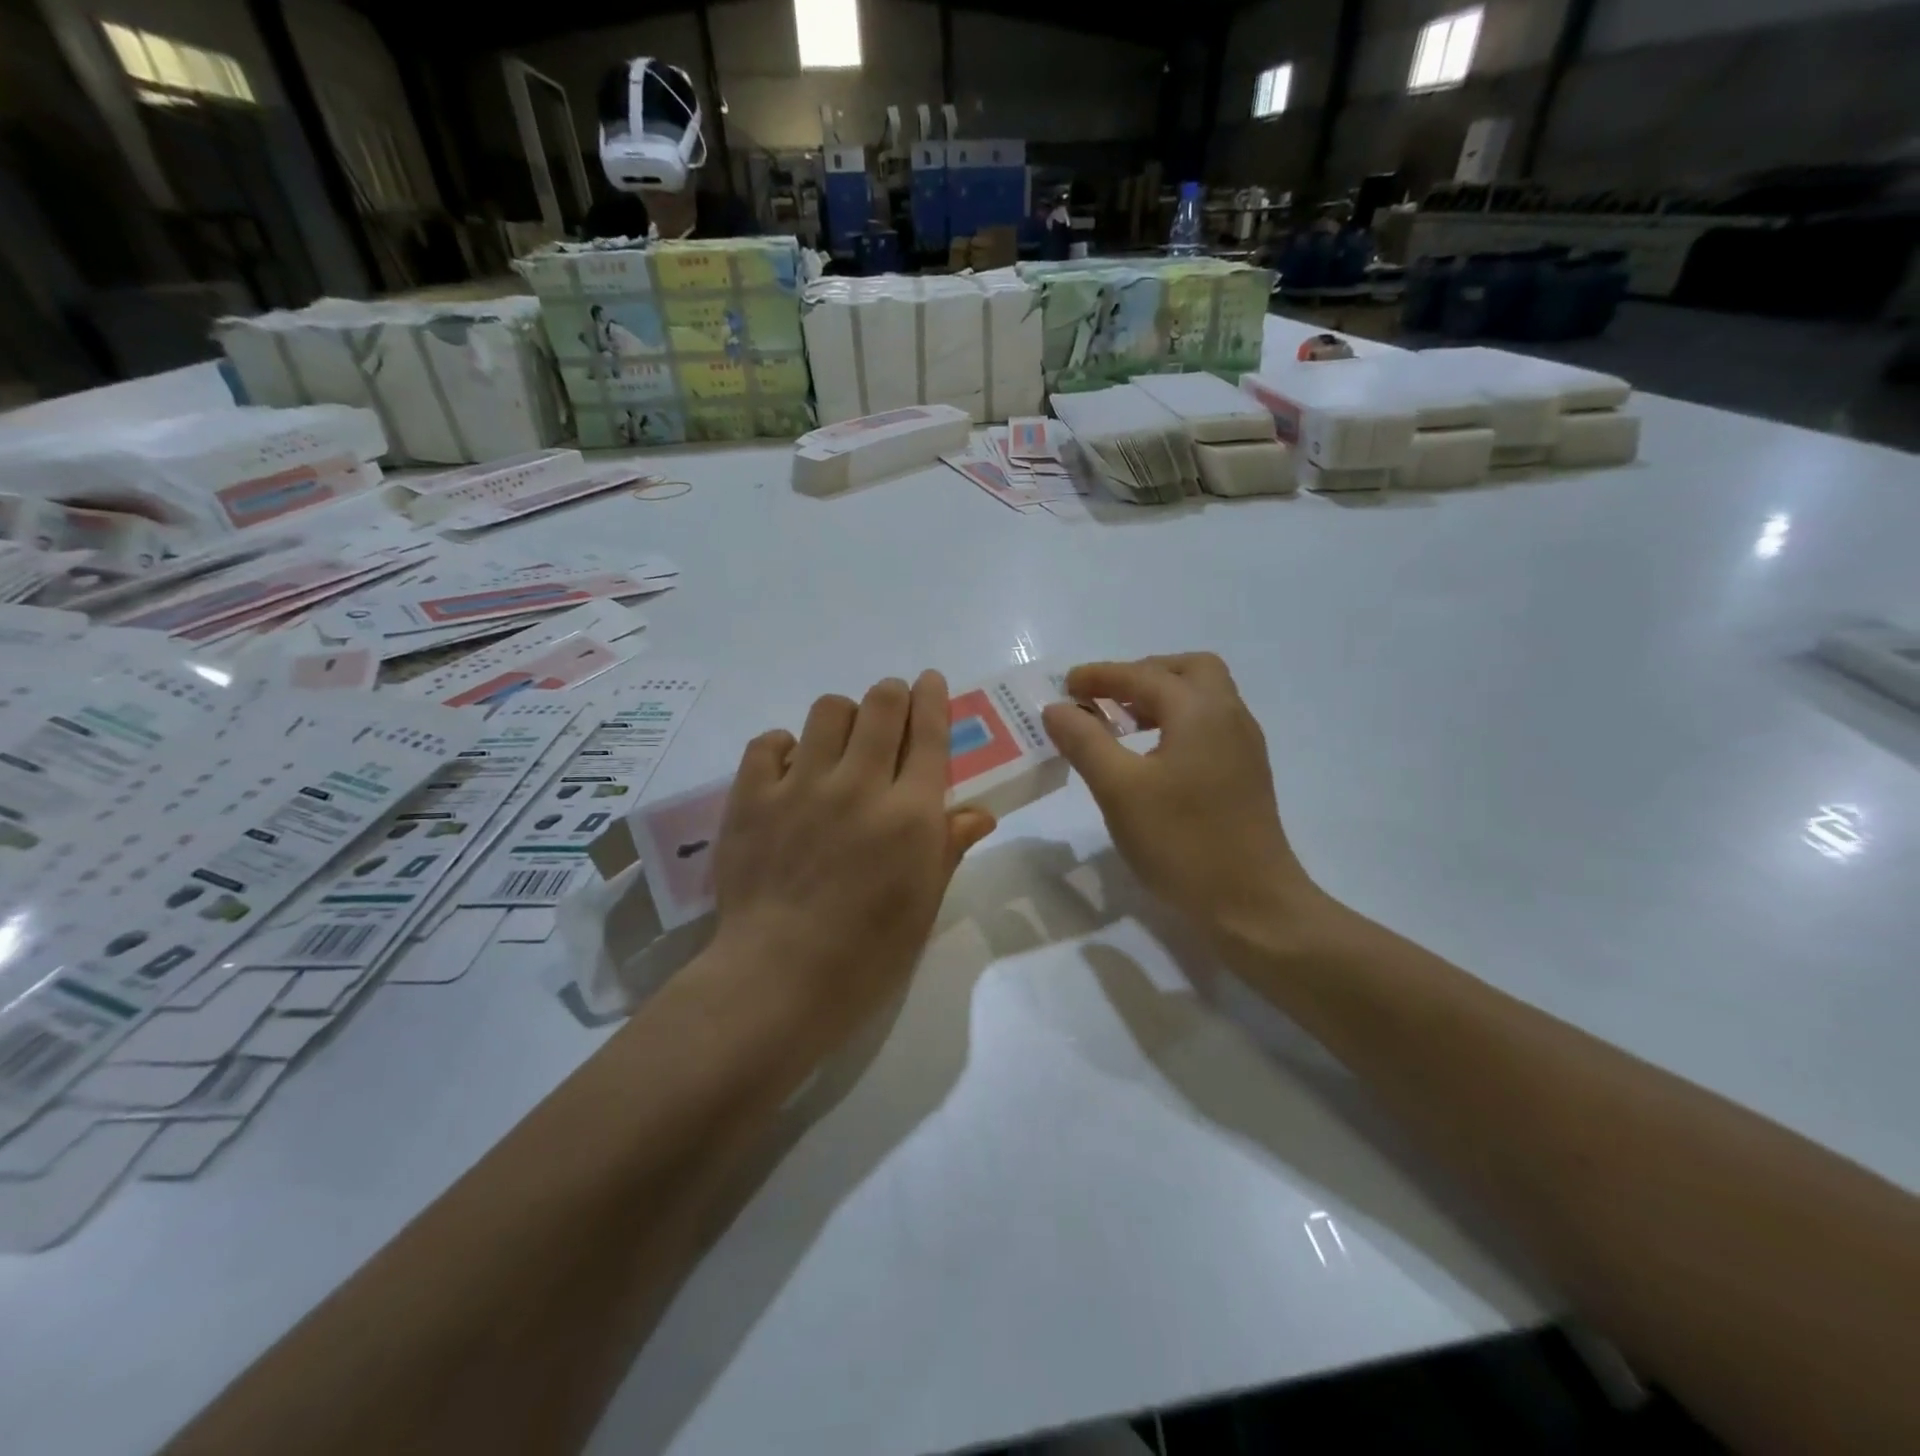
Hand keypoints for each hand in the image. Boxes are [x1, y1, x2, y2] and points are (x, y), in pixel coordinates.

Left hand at [710, 671, 995, 1046]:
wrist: (779, 979)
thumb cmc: (867, 952)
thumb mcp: (923, 903)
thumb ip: (948, 846)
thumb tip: (979, 812)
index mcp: (909, 813)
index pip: (928, 732)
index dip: (933, 697)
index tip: (930, 681)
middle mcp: (859, 785)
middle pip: (881, 705)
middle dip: (892, 695)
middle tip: (890, 708)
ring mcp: (801, 786)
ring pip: (827, 710)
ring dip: (842, 715)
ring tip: (840, 741)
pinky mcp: (751, 797)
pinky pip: (768, 742)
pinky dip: (784, 745)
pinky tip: (790, 768)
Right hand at [1041, 654, 1326, 946]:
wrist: (1251, 904)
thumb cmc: (1181, 842)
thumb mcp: (1119, 790)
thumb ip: (1085, 742)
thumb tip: (1057, 708)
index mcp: (1200, 711)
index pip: (1143, 676)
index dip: (1100, 676)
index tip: (1065, 685)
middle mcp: (1229, 716)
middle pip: (1187, 670)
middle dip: (1141, 675)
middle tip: (1104, 698)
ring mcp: (1243, 746)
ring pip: (1201, 698)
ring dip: (1159, 698)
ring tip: (1119, 724)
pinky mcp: (1245, 774)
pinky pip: (1208, 725)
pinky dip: (1175, 722)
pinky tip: (1150, 755)